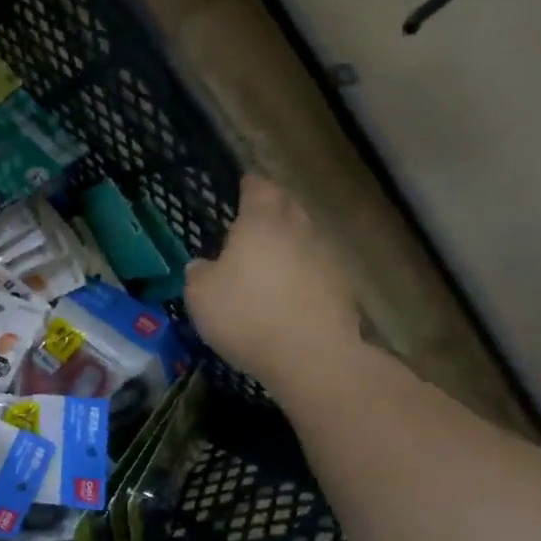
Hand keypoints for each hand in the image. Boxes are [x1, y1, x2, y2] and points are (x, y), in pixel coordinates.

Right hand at [185, 176, 362, 388]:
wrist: (312, 356)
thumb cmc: (246, 315)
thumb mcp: (200, 295)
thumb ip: (199, 273)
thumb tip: (203, 265)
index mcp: (261, 224)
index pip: (259, 189)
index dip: (249, 185)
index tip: (242, 184)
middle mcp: (298, 231)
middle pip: (288, 208)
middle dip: (272, 208)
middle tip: (252, 219)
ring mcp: (326, 258)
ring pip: (305, 237)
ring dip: (288, 242)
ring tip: (268, 257)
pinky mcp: (342, 288)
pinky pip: (316, 267)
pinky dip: (302, 271)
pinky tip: (288, 290)